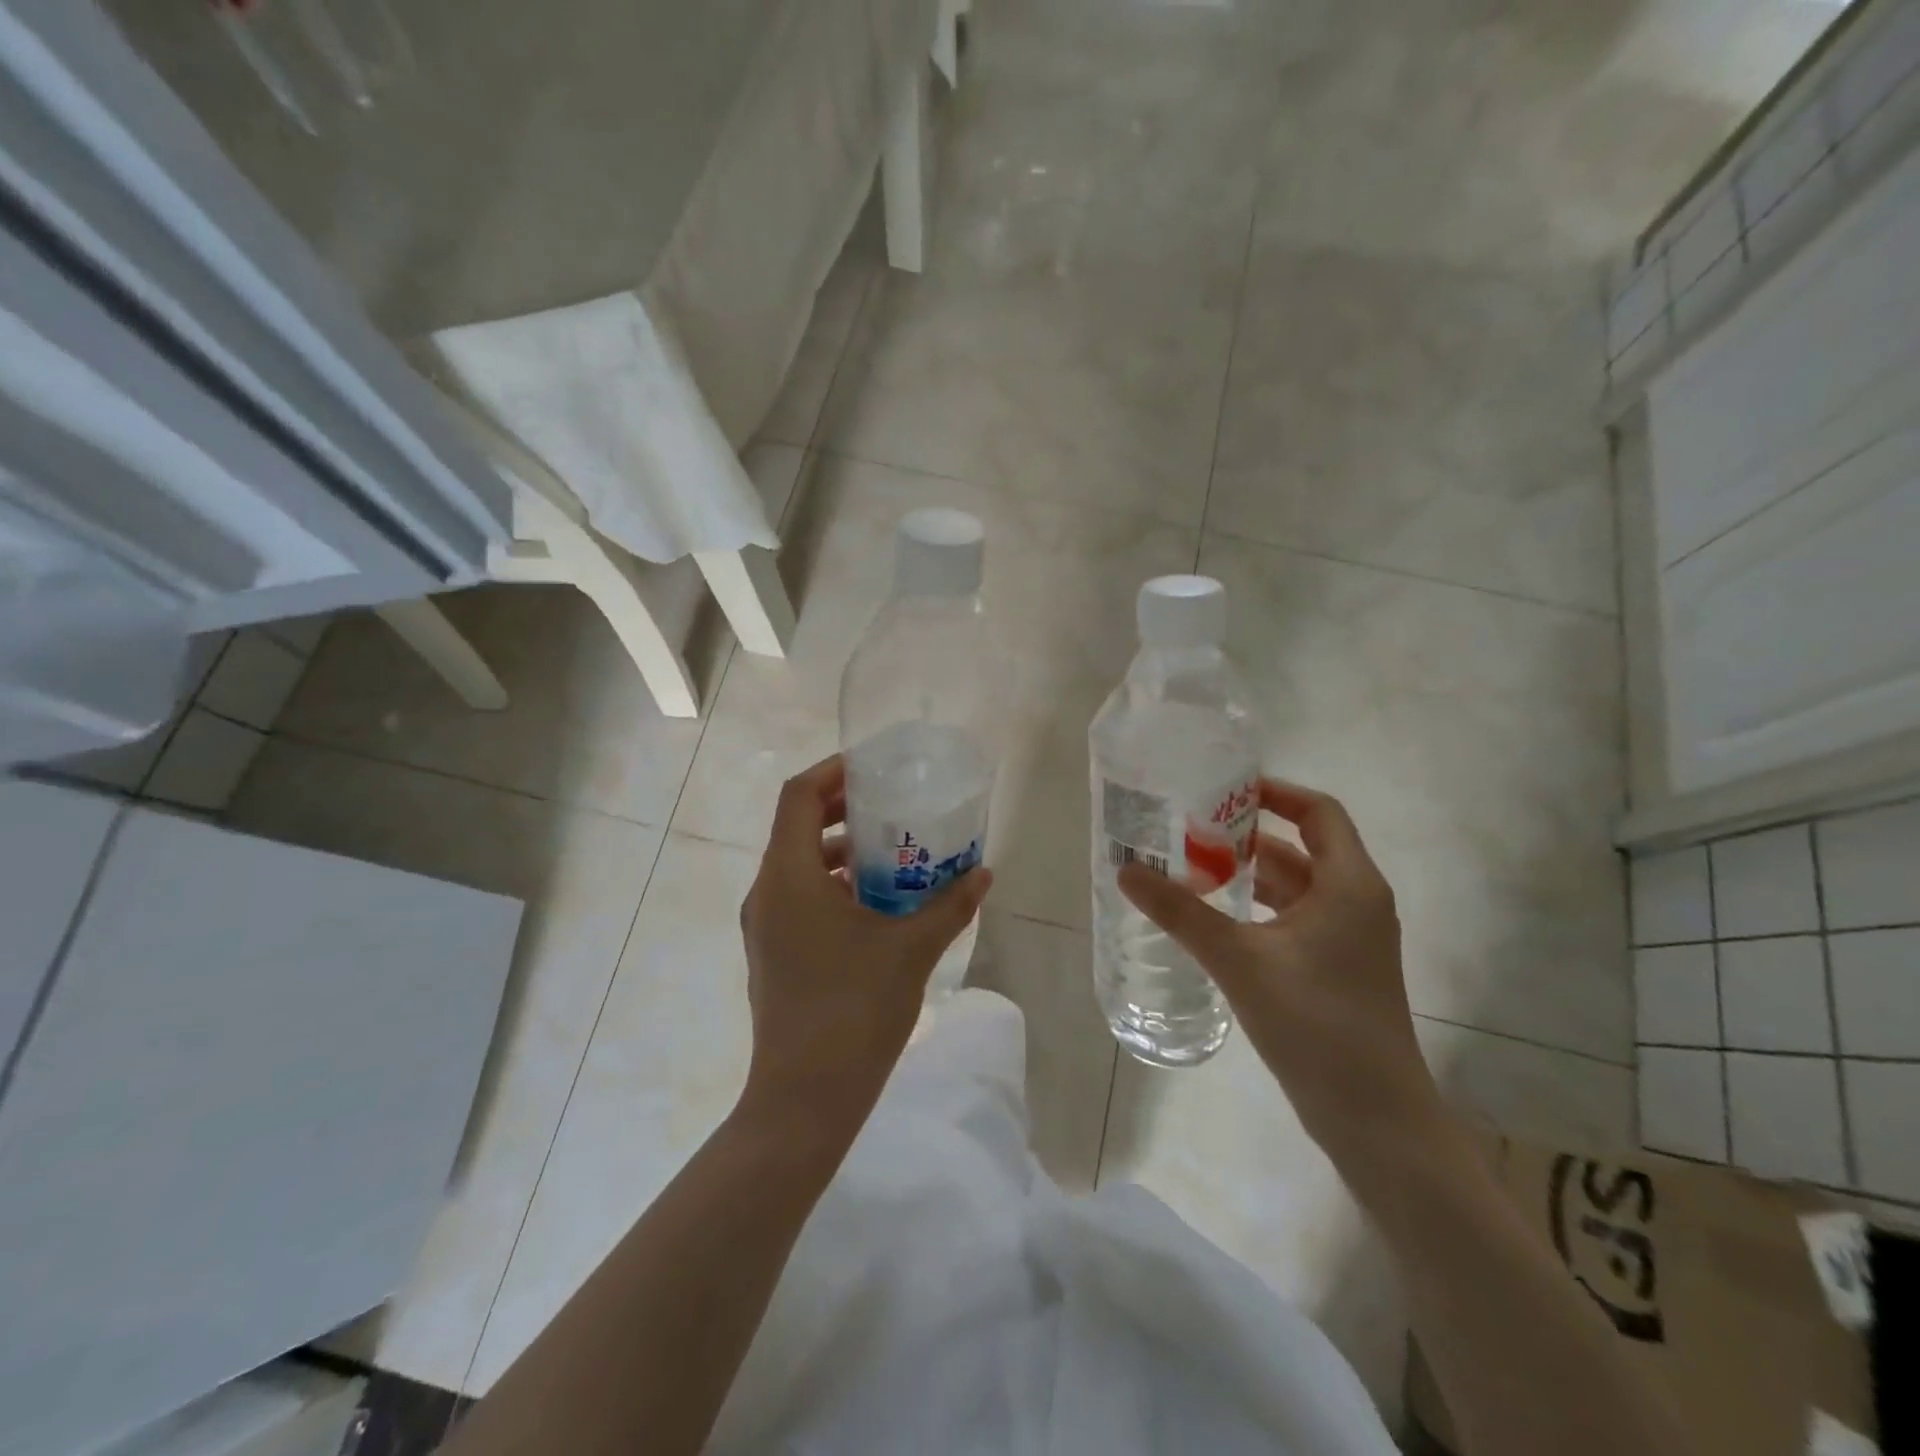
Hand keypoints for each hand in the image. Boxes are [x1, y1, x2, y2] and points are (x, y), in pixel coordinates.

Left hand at [737, 755, 992, 1139]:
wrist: (804, 1099)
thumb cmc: (855, 1009)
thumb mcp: (912, 949)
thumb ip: (950, 905)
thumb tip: (983, 872)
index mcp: (788, 876)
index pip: (797, 797)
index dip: (831, 772)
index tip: (871, 768)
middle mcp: (766, 892)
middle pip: (795, 826)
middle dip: (839, 809)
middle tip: (888, 804)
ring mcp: (763, 926)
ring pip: (795, 864)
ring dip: (837, 850)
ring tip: (888, 853)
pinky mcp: (771, 953)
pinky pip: (796, 896)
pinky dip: (829, 884)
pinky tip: (873, 905)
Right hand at [1118, 778, 1444, 1160]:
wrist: (1375, 1118)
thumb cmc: (1316, 1024)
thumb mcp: (1240, 961)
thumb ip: (1181, 913)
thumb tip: (1126, 870)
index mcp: (1349, 884)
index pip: (1318, 811)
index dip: (1274, 793)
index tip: (1221, 791)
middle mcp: (1355, 902)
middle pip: (1301, 847)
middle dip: (1245, 835)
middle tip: (1188, 829)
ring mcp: (1348, 939)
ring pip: (1294, 886)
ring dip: (1247, 874)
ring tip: (1189, 868)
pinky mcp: (1335, 969)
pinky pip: (1292, 919)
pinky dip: (1256, 909)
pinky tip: (1213, 919)